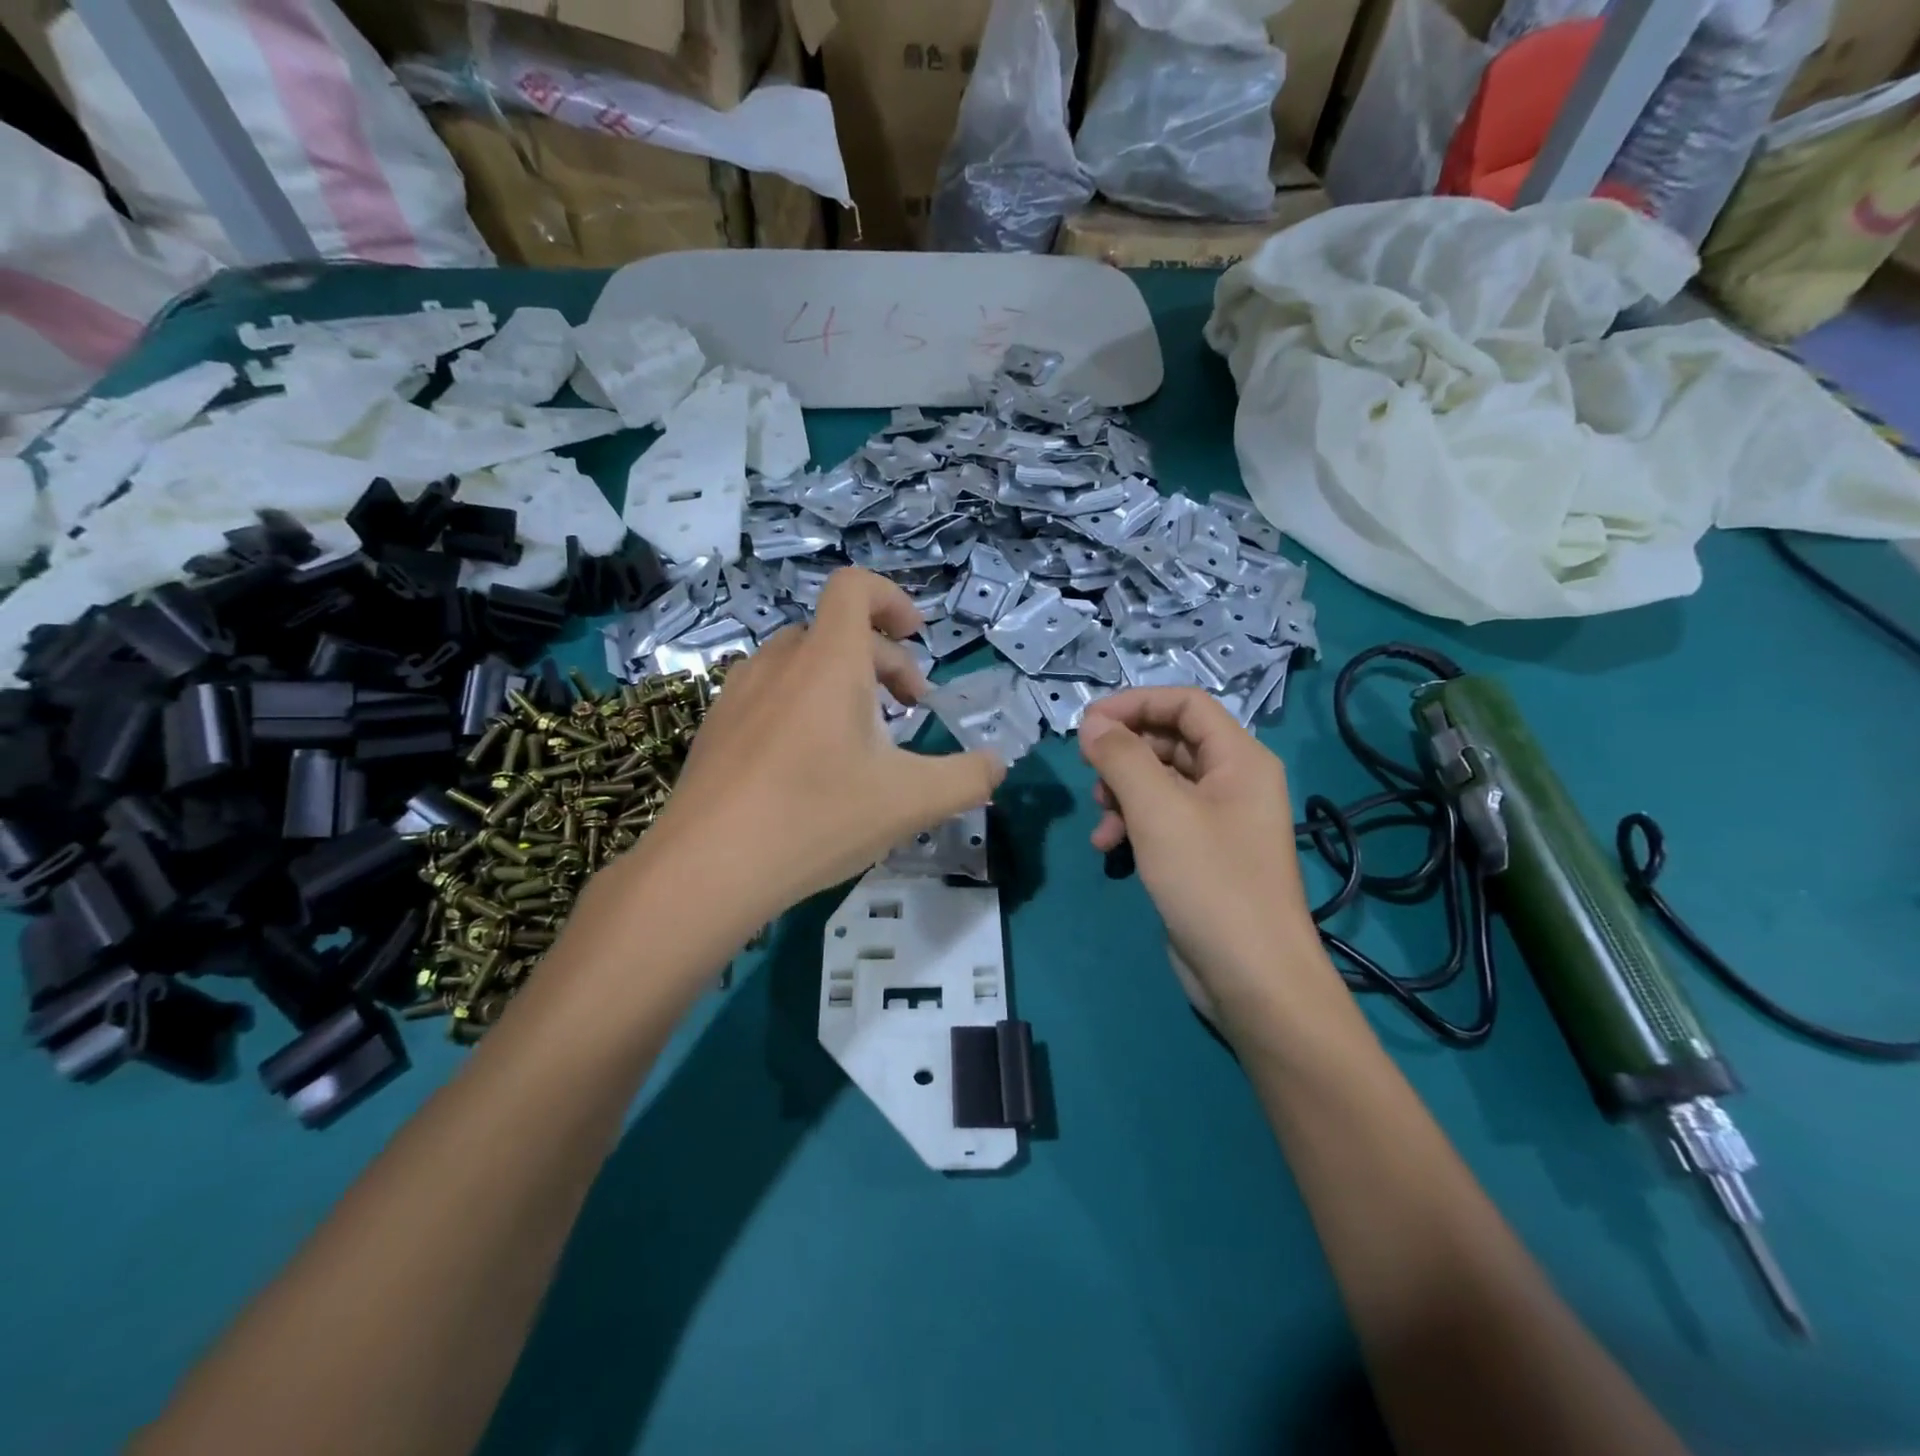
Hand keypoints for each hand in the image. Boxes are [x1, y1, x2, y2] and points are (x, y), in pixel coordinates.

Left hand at [636, 568, 1003, 925]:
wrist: (705, 870)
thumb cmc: (816, 819)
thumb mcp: (912, 802)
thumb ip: (968, 778)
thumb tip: (997, 764)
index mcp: (828, 662)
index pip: (855, 587)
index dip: (893, 599)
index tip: (918, 639)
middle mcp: (779, 663)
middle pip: (837, 632)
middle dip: (884, 661)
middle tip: (909, 711)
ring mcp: (738, 694)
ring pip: (802, 664)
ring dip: (842, 683)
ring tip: (862, 738)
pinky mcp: (715, 727)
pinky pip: (770, 694)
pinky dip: (803, 707)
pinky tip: (808, 767)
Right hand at [1078, 689, 1334, 1031]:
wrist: (1252, 977)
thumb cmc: (1210, 881)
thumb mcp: (1158, 810)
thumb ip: (1121, 757)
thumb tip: (1092, 723)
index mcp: (1239, 758)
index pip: (1185, 703)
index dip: (1135, 704)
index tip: (1088, 723)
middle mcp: (1234, 781)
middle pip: (1171, 741)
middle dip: (1125, 754)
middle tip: (1089, 773)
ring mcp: (1219, 820)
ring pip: (1160, 783)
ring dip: (1123, 793)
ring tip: (1101, 821)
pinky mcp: (1203, 855)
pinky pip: (1162, 820)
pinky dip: (1132, 824)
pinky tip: (1108, 848)